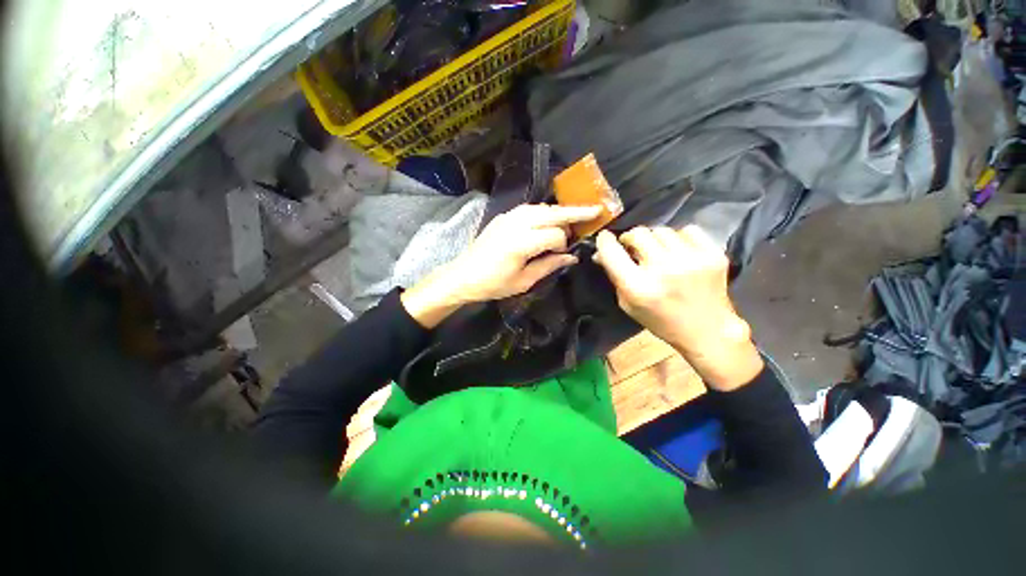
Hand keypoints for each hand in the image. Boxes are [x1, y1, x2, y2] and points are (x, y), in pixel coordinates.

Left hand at [402, 204, 601, 327]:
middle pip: (553, 213)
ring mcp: (508, 217)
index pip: (555, 235)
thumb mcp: (523, 281)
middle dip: (576, 211)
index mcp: (521, 242)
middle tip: (596, 210)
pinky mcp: (503, 216)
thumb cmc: (493, 284)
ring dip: (560, 211)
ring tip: (575, 216)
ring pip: (542, 207)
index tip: (564, 255)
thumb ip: (549, 266)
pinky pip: (530, 209)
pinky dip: (544, 212)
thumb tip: (572, 257)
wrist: (463, 275)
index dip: (564, 244)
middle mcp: (516, 224)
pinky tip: (550, 219)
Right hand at [594, 226, 762, 389]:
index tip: (605, 238)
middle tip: (634, 248)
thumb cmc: (661, 321)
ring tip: (659, 254)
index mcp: (638, 287)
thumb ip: (614, 276)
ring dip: (655, 240)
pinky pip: (688, 230)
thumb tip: (600, 252)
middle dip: (631, 238)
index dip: (604, 241)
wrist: (707, 331)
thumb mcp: (628, 304)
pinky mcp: (713, 255)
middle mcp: (663, 270)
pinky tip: (680, 253)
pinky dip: (679, 239)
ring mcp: (691, 260)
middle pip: (638, 233)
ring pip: (662, 230)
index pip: (611, 251)